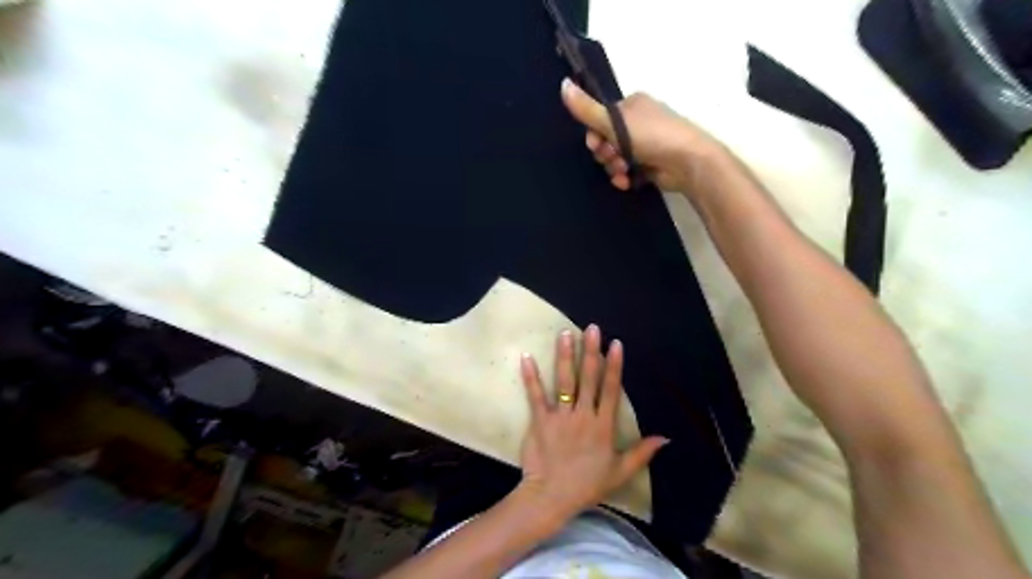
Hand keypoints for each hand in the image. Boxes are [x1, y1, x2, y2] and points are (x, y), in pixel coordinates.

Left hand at [517, 326, 668, 518]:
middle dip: (591, 352)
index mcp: (603, 426)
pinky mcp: (540, 421)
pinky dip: (531, 377)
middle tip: (591, 328)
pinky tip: (527, 357)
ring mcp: (560, 417)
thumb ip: (642, 453)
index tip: (616, 344)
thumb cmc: (587, 485)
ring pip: (564, 382)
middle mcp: (583, 416)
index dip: (614, 366)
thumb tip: (666, 438)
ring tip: (565, 334)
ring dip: (565, 357)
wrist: (551, 497)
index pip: (611, 390)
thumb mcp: (620, 472)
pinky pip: (535, 396)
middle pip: (588, 379)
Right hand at [561, 79, 729, 196]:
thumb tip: (562, 85)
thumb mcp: (615, 121)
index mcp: (632, 104)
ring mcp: (646, 144)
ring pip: (615, 158)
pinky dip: (624, 177)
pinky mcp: (650, 164)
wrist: (688, 162)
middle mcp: (639, 121)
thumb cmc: (652, 135)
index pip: (601, 118)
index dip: (594, 134)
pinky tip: (627, 181)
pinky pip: (627, 170)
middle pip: (607, 140)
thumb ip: (587, 109)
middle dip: (605, 153)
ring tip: (623, 171)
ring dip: (613, 167)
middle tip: (611, 158)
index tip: (596, 144)